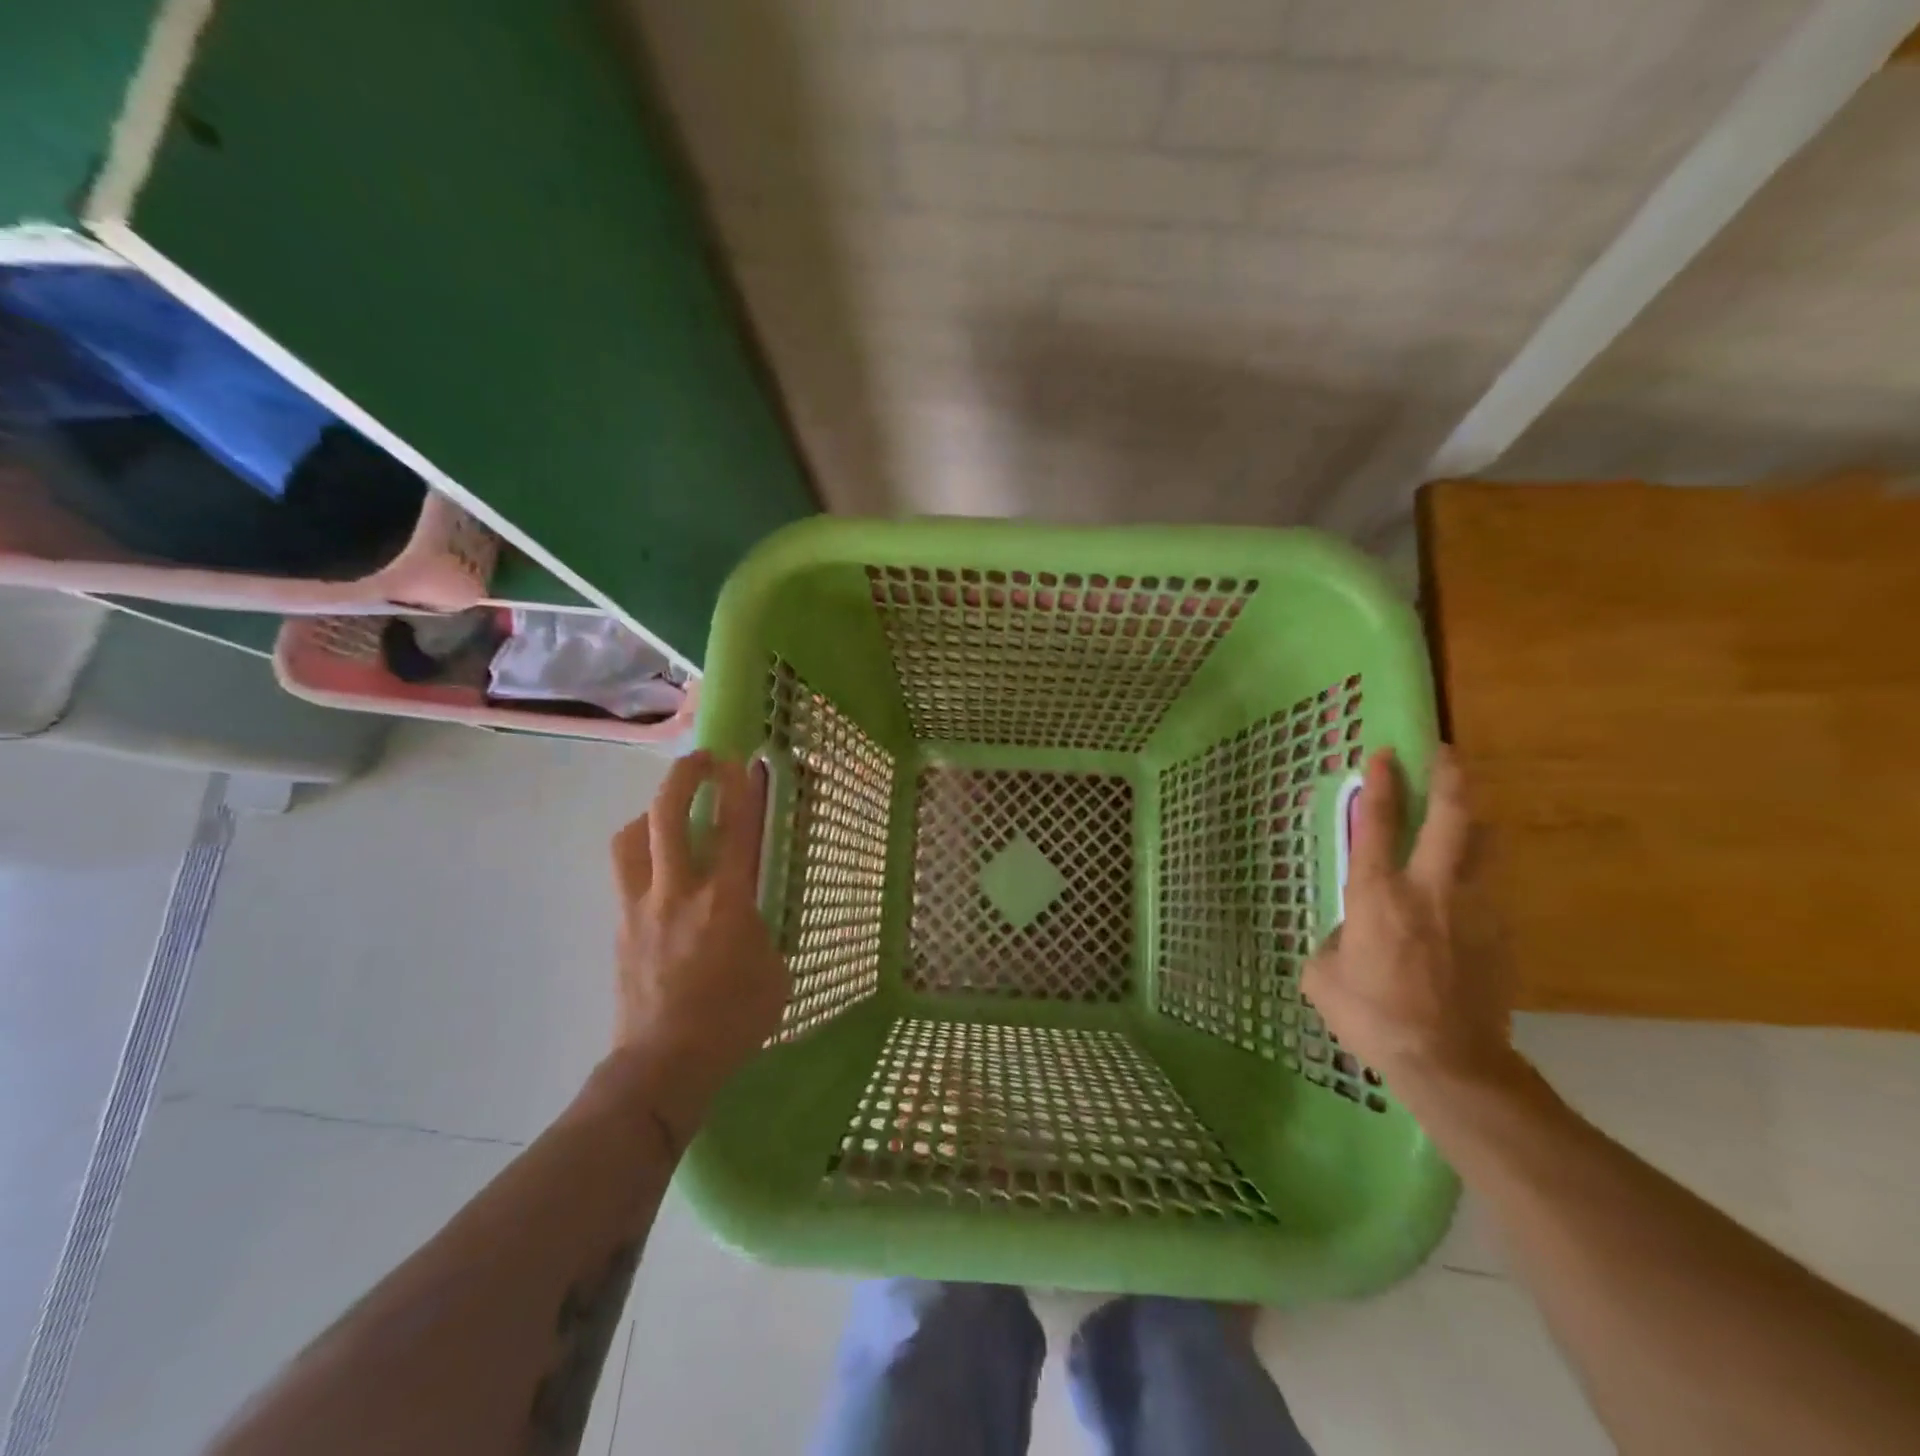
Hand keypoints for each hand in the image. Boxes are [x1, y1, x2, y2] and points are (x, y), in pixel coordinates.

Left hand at [604, 751, 788, 1146]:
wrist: (662, 1066)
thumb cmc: (732, 1022)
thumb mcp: (774, 973)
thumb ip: (762, 931)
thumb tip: (749, 916)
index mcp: (725, 901)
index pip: (737, 829)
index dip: (742, 788)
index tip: (746, 763)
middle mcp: (678, 891)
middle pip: (668, 814)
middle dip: (684, 776)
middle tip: (701, 761)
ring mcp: (641, 906)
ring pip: (630, 838)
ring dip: (649, 813)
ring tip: (667, 814)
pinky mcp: (619, 926)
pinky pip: (624, 873)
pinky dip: (639, 855)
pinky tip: (657, 871)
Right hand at [1302, 747, 1513, 1095]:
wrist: (1450, 1063)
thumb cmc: (1373, 1016)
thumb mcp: (1322, 976)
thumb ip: (1333, 941)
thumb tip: (1349, 933)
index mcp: (1377, 894)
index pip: (1379, 822)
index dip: (1381, 782)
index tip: (1384, 754)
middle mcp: (1429, 888)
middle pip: (1452, 816)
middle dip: (1450, 777)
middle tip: (1446, 752)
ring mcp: (1474, 908)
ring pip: (1486, 845)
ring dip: (1475, 821)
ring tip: (1466, 813)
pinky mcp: (1502, 934)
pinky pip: (1493, 887)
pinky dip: (1481, 872)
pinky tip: (1468, 886)